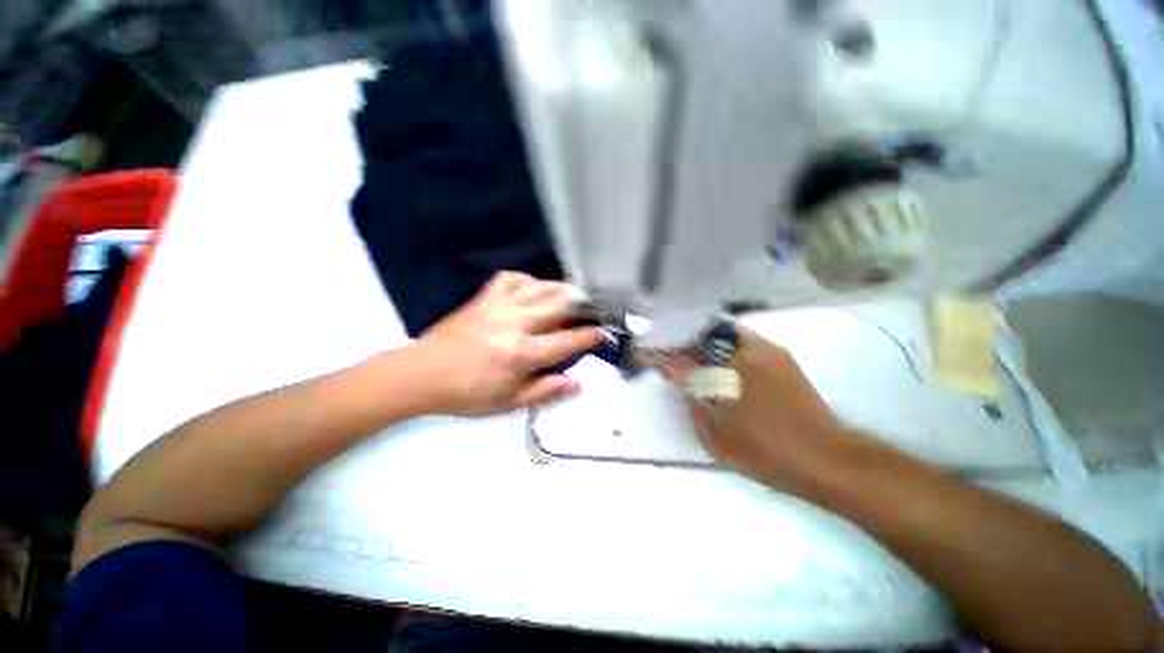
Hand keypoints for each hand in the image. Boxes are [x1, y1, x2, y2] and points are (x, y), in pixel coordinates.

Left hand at [404, 272, 603, 415]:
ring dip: (562, 289)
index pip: (567, 341)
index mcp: (523, 353)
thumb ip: (545, 391)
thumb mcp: (508, 403)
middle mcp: (516, 323)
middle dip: (584, 306)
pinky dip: (528, 280)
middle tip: (596, 308)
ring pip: (541, 288)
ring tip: (575, 295)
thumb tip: (577, 384)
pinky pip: (512, 279)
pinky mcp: (484, 297)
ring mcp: (500, 305)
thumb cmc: (467, 393)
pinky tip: (534, 289)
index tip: (604, 331)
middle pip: (560, 306)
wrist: (422, 374)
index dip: (590, 336)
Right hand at [662, 328, 850, 493]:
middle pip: (699, 337)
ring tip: (688, 350)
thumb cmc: (769, 456)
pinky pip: (740, 337)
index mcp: (726, 380)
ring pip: (720, 333)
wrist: (829, 459)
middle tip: (667, 350)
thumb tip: (681, 382)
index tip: (644, 351)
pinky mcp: (779, 354)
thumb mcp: (720, 442)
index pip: (681, 359)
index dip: (661, 354)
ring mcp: (764, 350)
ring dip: (699, 338)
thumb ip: (694, 409)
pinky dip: (722, 341)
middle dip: (678, 340)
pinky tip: (718, 354)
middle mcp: (743, 356)